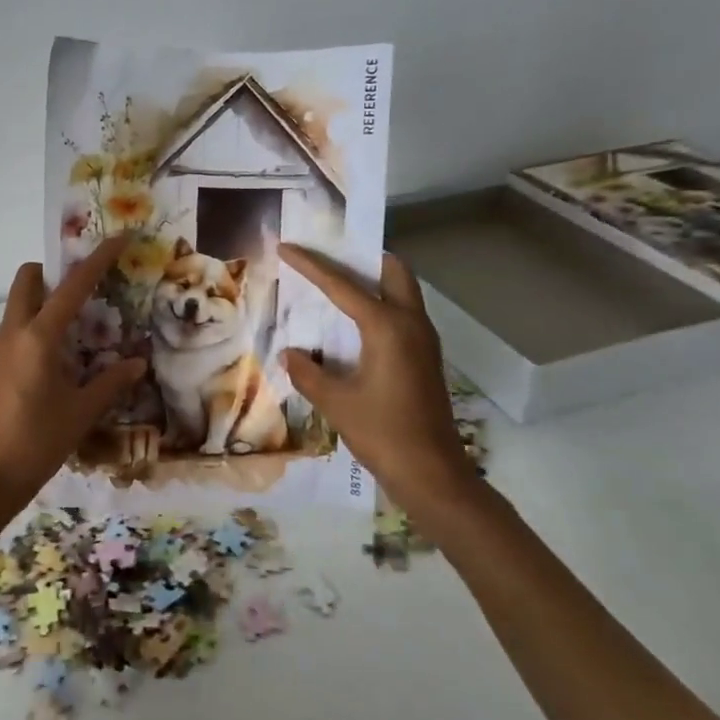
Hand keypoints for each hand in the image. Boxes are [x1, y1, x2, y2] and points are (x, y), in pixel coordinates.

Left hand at [0, 236, 147, 523]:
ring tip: (84, 318)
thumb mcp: (82, 411)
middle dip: (57, 271)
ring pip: (21, 301)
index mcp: (38, 336)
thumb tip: (138, 361)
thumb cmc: (38, 440)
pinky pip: (19, 324)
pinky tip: (65, 348)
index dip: (98, 259)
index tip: (119, 238)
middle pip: (29, 278)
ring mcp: (1, 346)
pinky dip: (41, 320)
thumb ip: (112, 381)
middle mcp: (15, 331)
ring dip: (48, 296)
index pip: (72, 286)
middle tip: (89, 287)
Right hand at [279, 245, 480, 523]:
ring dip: (373, 281)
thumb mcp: (335, 402)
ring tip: (337, 284)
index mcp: (387, 327)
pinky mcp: (425, 358)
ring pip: (402, 292)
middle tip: (330, 256)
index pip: (342, 285)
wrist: (432, 473)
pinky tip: (353, 325)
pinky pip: (402, 314)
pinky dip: (379, 305)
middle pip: (392, 271)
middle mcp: (411, 324)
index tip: (287, 246)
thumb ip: (309, 372)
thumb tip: (291, 353)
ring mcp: (424, 341)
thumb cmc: (382, 433)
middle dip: (362, 257)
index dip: (311, 265)